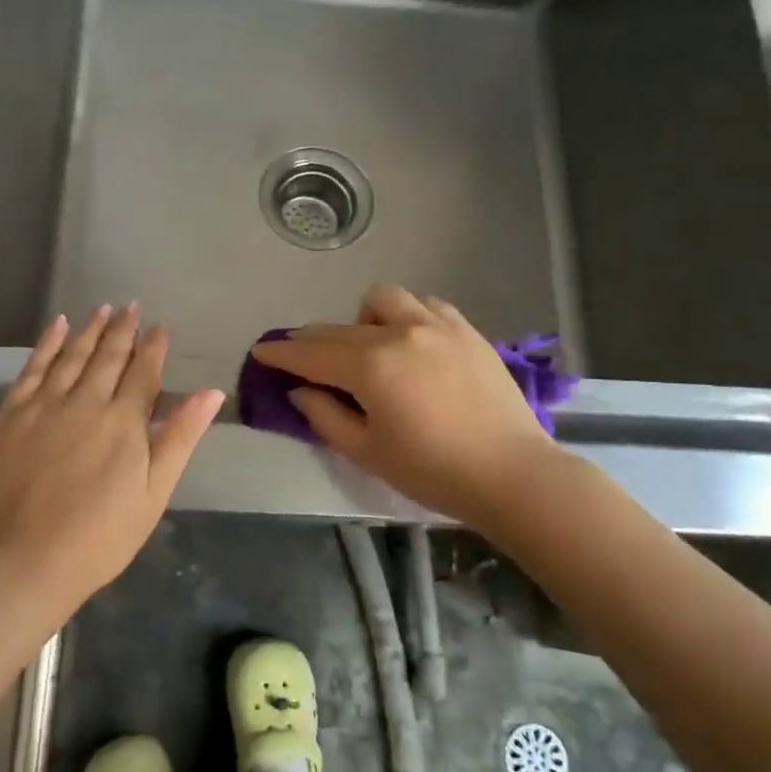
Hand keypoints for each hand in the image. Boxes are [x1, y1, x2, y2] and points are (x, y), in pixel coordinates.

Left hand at [0, 305, 224, 614]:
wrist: (26, 561)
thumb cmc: (101, 535)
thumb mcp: (155, 492)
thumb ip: (180, 436)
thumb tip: (211, 392)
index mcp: (124, 420)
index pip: (143, 371)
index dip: (154, 346)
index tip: (161, 325)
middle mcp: (85, 401)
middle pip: (108, 356)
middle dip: (123, 329)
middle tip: (132, 306)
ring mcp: (44, 406)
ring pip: (71, 355)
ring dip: (89, 329)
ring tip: (102, 308)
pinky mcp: (10, 416)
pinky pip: (31, 369)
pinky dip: (46, 345)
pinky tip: (56, 327)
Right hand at [250, 285, 559, 526]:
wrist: (510, 472)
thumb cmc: (432, 471)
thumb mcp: (368, 452)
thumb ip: (326, 417)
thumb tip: (300, 391)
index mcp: (370, 367)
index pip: (311, 354)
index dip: (280, 354)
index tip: (260, 350)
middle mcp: (398, 333)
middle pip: (339, 327)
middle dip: (312, 339)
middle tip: (300, 355)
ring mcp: (436, 325)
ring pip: (383, 299)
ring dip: (362, 318)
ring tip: (368, 346)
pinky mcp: (465, 329)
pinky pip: (425, 304)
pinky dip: (407, 315)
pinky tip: (411, 340)